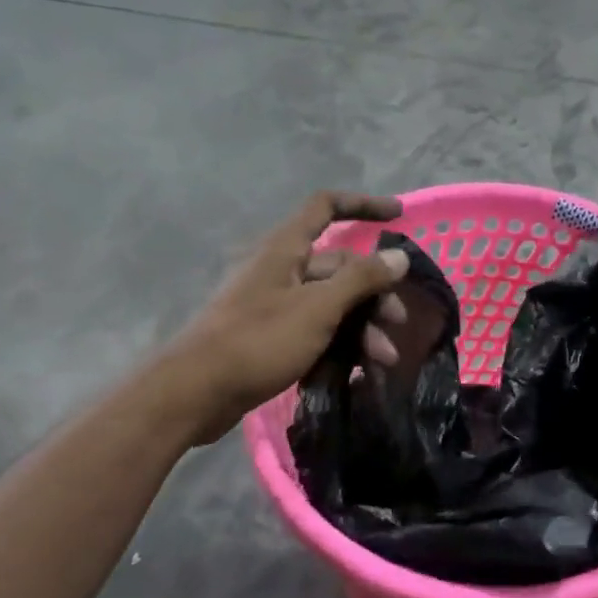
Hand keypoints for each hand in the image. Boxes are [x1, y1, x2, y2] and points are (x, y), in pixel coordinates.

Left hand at [162, 192, 412, 444]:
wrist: (197, 392)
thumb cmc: (259, 340)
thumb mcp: (318, 308)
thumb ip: (361, 280)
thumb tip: (399, 256)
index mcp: (285, 249)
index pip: (326, 208)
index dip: (363, 206)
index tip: (398, 216)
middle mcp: (280, 270)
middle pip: (338, 267)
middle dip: (373, 294)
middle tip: (396, 326)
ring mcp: (274, 305)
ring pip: (330, 304)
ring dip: (360, 327)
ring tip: (383, 361)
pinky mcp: (270, 337)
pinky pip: (314, 331)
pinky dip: (338, 346)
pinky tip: (356, 372)